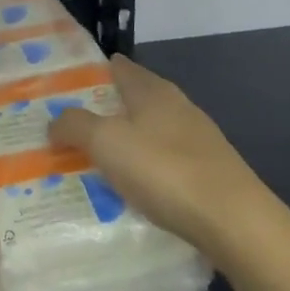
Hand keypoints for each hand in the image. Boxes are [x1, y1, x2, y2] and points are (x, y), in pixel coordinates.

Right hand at [48, 54, 266, 256]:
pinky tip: (131, 189)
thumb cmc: (164, 170)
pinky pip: (164, 162)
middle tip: (68, 128)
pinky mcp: (208, 172)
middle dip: (103, 111)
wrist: (235, 222)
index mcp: (152, 90)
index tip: (62, 86)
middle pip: (133, 100)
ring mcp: (197, 140)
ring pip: (149, 133)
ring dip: (123, 143)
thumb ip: (75, 125)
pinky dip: (143, 169)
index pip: (119, 68)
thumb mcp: (107, 142)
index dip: (91, 72)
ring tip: (92, 161)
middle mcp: (177, 106)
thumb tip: (54, 120)